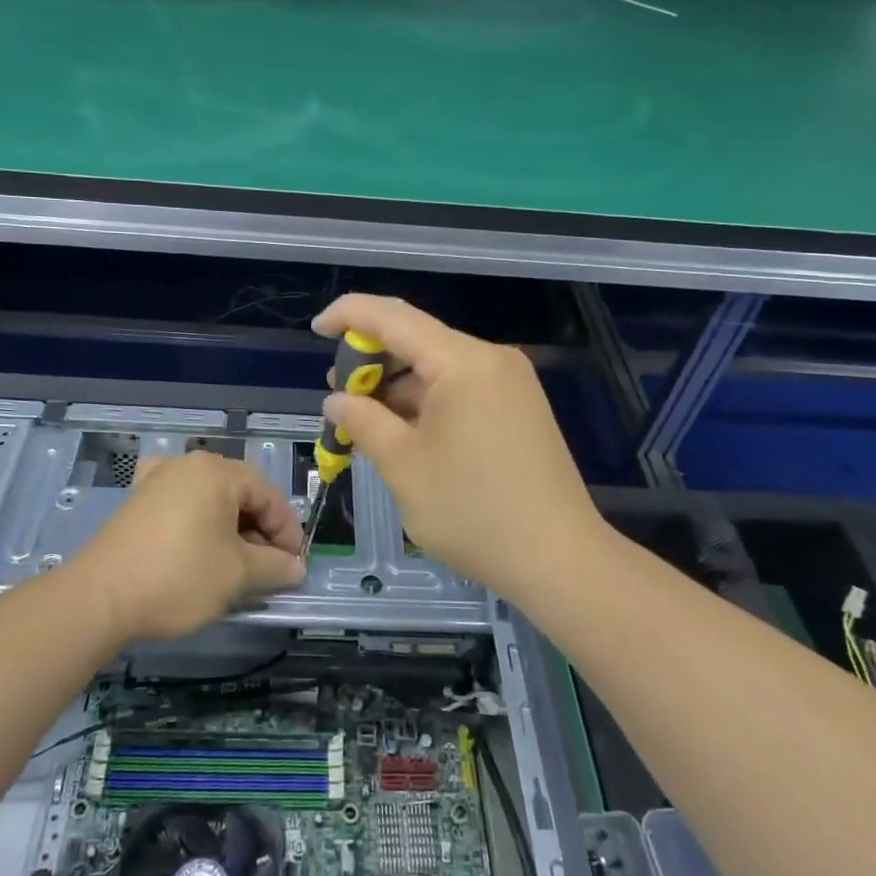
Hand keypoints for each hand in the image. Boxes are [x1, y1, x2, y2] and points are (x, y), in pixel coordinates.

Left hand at [70, 452, 305, 644]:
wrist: (99, 599)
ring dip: (231, 530)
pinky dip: (197, 520)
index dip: (288, 533)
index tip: (294, 567)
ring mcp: (157, 479)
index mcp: (218, 472)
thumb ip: (275, 567)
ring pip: (211, 500)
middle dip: (260, 532)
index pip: (269, 497)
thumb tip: (295, 568)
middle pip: (240, 494)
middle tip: (268, 569)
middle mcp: (188, 465)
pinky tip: (196, 537)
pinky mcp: (137, 501)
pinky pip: (180, 502)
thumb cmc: (179, 578)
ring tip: (236, 565)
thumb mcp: (238, 575)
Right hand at [314, 294, 602, 598]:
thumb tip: (336, 400)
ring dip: (397, 389)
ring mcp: (511, 384)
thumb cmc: (473, 511)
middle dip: (372, 362)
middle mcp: (491, 360)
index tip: (316, 329)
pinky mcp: (520, 409)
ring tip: (364, 423)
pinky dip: (426, 404)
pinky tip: (404, 434)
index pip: (393, 317)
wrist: (559, 559)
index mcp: (463, 362)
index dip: (349, 315)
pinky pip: (461, 390)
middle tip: (338, 396)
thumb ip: (363, 421)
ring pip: (439, 369)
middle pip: (418, 341)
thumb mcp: (403, 466)